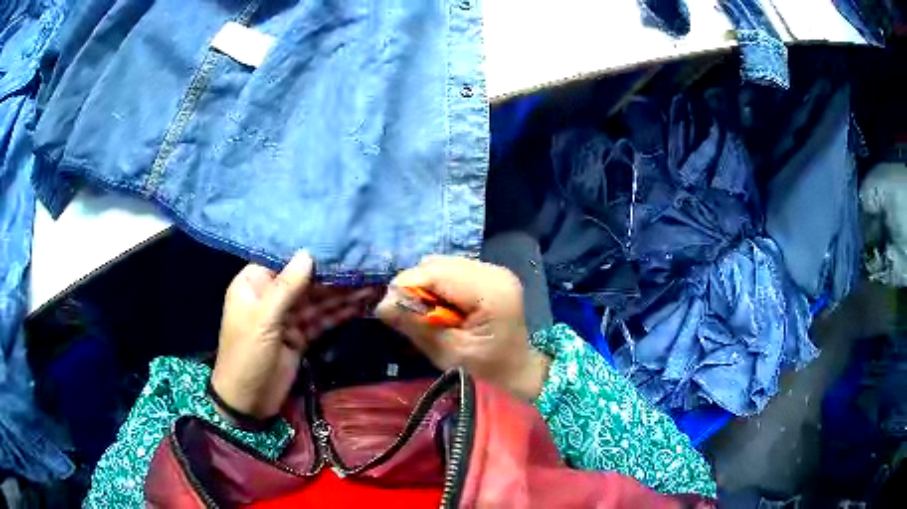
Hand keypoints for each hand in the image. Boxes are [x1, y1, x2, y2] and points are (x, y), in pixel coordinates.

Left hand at [212, 252, 378, 420]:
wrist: (248, 401)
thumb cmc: (247, 355)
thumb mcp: (263, 320)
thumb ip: (286, 287)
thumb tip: (308, 253)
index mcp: (254, 284)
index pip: (284, 261)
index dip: (310, 254)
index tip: (338, 244)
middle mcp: (271, 297)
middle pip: (305, 281)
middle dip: (332, 276)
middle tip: (364, 266)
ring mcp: (287, 318)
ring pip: (317, 301)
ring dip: (341, 294)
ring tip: (370, 283)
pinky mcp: (300, 336)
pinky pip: (321, 320)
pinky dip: (339, 314)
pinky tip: (360, 305)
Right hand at [375, 256, 549, 399]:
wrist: (517, 370)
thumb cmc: (487, 370)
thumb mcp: (448, 353)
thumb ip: (417, 326)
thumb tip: (382, 305)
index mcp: (491, 291)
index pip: (436, 273)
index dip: (406, 287)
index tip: (387, 310)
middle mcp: (494, 272)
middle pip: (438, 265)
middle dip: (415, 287)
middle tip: (406, 315)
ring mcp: (493, 271)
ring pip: (442, 265)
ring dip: (425, 287)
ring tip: (425, 314)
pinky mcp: (488, 275)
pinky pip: (451, 271)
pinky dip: (438, 287)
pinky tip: (441, 308)